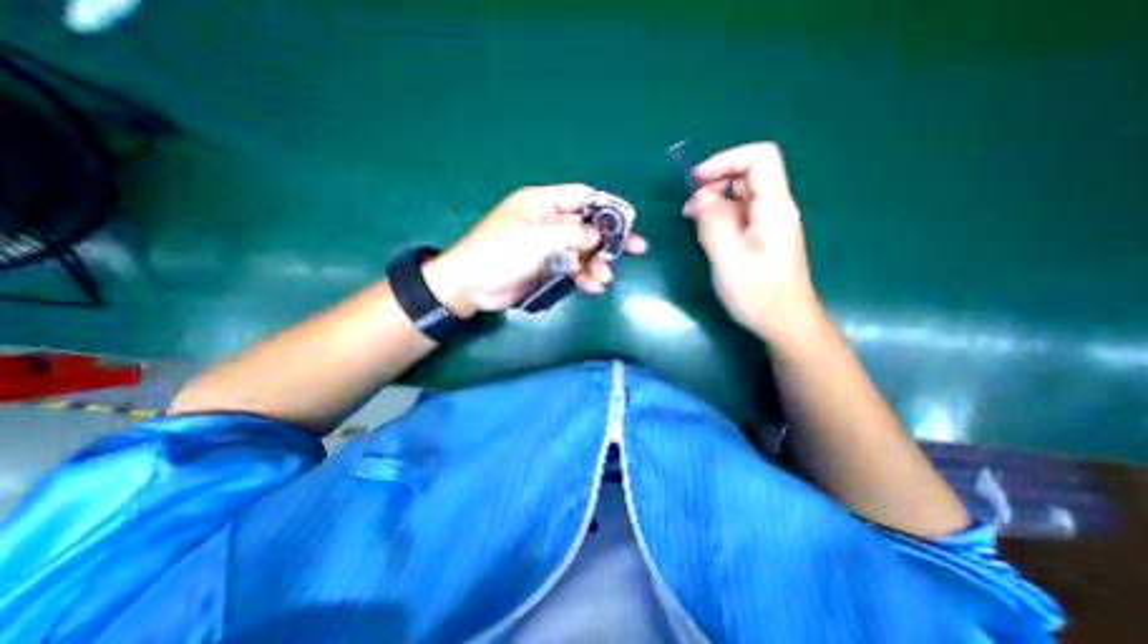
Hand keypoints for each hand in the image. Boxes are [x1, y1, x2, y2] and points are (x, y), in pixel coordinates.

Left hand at [420, 183, 644, 316]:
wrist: (471, 286)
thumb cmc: (501, 253)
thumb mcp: (537, 238)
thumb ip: (572, 234)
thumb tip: (599, 235)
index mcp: (543, 203)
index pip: (582, 197)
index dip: (607, 207)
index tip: (630, 220)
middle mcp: (549, 222)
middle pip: (588, 225)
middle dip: (610, 239)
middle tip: (637, 249)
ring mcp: (549, 247)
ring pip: (583, 251)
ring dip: (597, 263)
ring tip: (605, 278)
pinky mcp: (548, 268)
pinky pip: (573, 269)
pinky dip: (584, 277)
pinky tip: (593, 287)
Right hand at [684, 142, 820, 342]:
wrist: (785, 324)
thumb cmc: (758, 294)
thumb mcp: (729, 258)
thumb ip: (713, 223)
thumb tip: (701, 198)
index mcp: (774, 208)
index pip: (759, 158)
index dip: (726, 160)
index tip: (696, 180)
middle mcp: (775, 209)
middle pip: (748, 175)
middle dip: (714, 183)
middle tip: (689, 209)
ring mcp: (769, 224)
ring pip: (740, 196)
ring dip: (713, 202)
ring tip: (692, 221)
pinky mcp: (761, 239)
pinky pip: (739, 216)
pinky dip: (718, 217)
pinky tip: (706, 235)